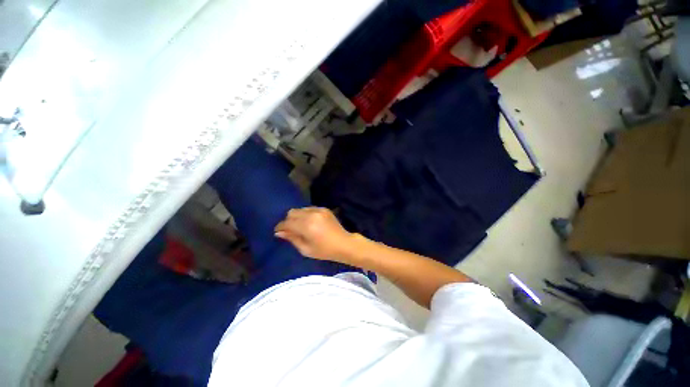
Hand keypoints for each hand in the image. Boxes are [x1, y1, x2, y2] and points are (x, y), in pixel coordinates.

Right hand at [274, 207, 355, 261]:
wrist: (343, 243)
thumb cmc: (324, 251)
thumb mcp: (305, 249)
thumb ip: (292, 238)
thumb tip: (279, 232)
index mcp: (306, 226)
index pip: (287, 222)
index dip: (280, 227)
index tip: (278, 231)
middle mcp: (311, 214)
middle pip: (292, 212)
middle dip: (288, 221)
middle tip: (290, 230)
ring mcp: (318, 210)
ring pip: (300, 209)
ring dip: (297, 217)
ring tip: (300, 226)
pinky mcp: (324, 209)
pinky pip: (309, 208)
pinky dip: (306, 214)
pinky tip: (309, 222)